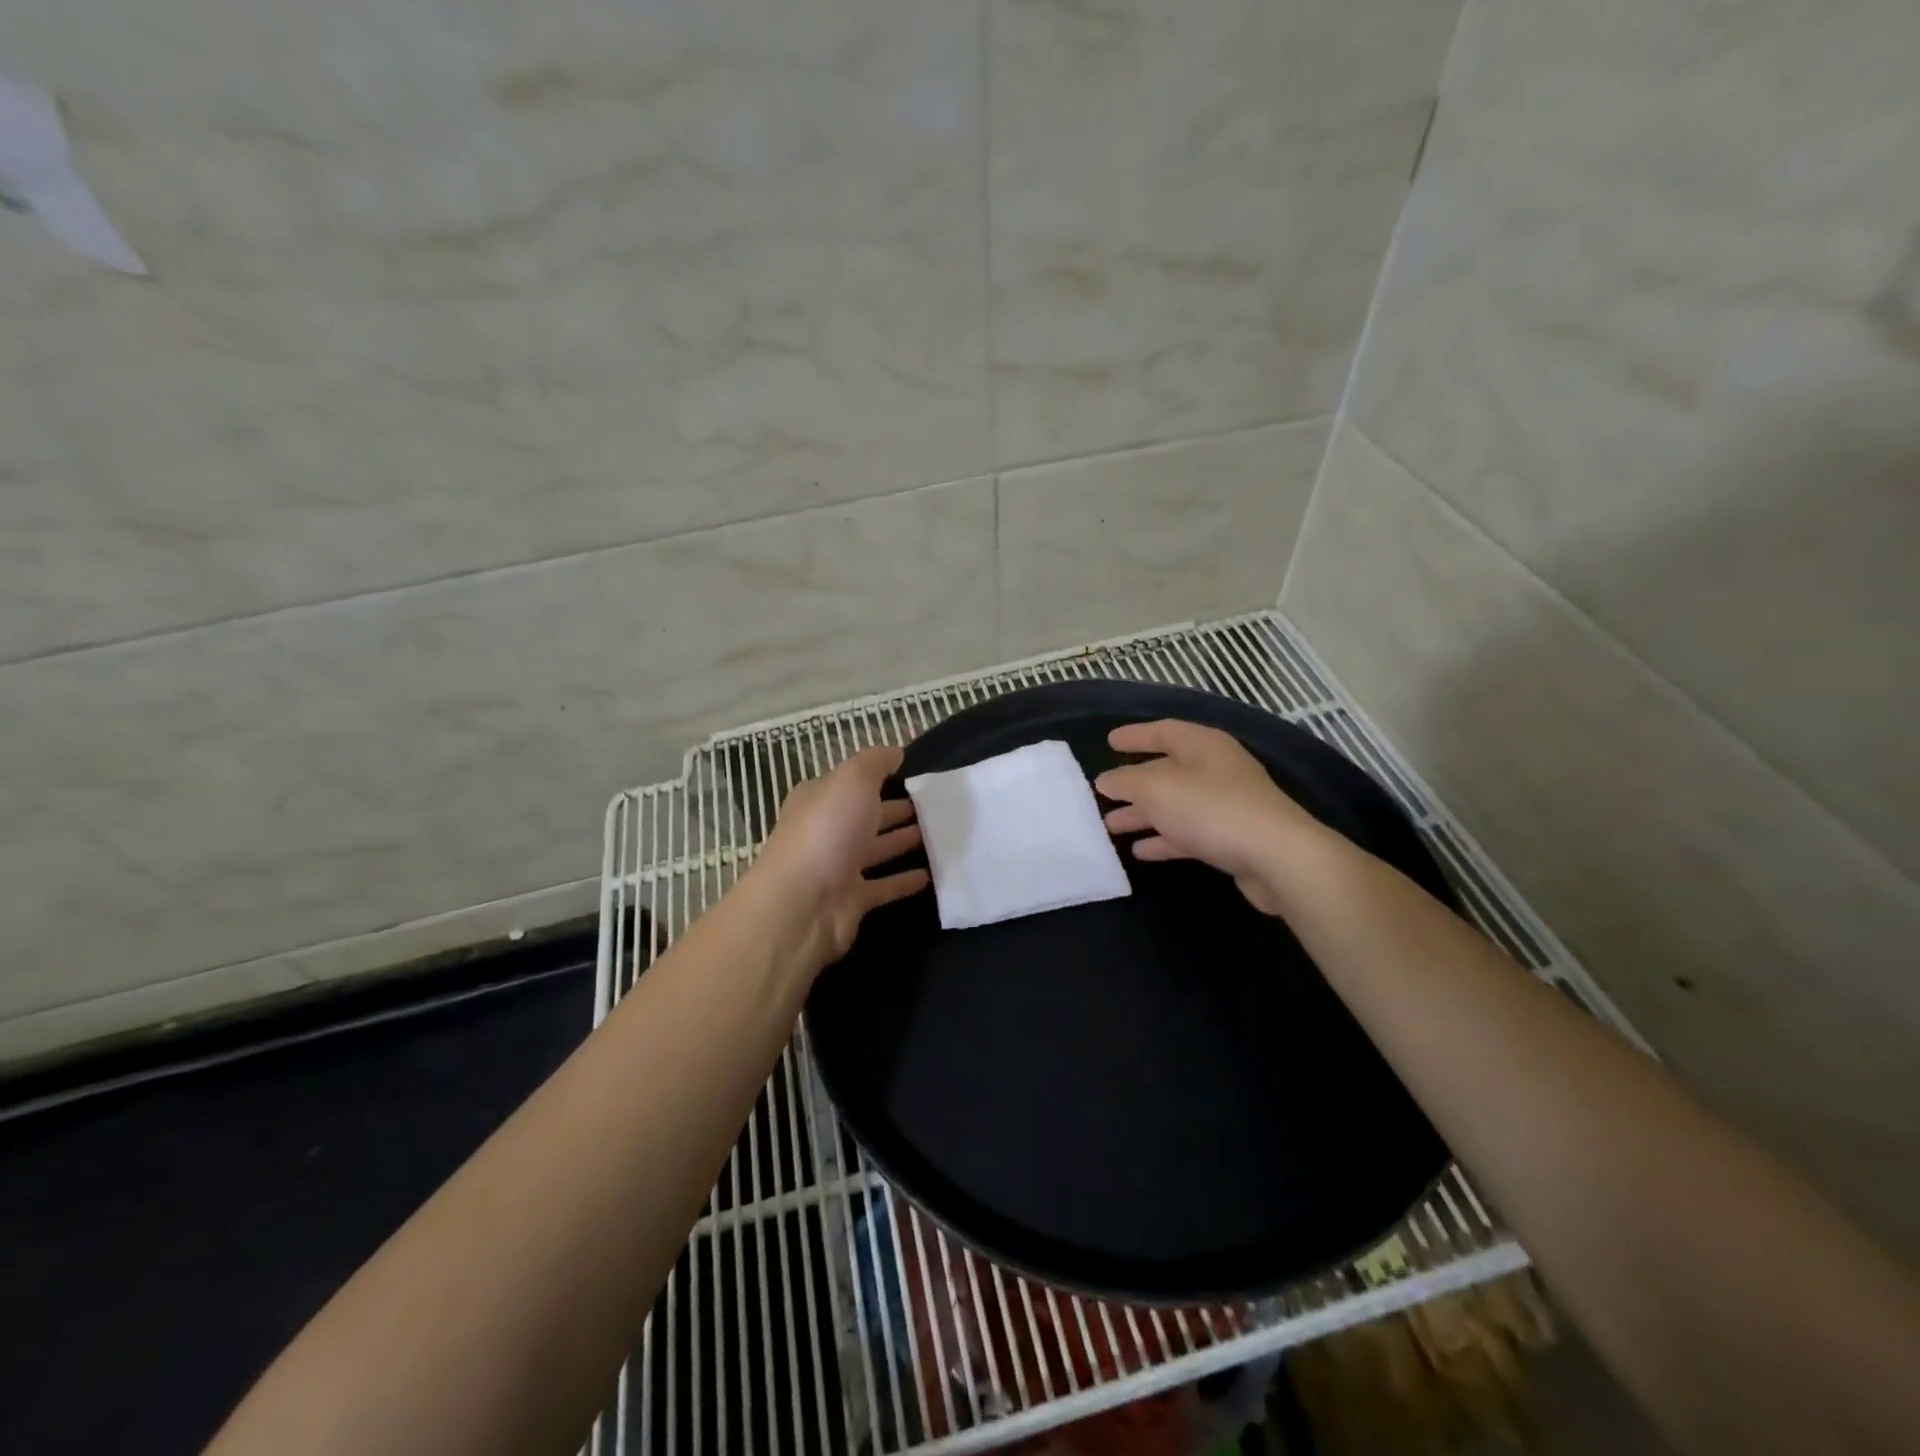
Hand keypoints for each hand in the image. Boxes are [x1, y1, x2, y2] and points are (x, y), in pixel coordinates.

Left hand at [755, 746, 929, 974]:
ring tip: (940, 835)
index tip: (917, 775)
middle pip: (866, 816)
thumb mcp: (852, 780)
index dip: (880, 777)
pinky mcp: (852, 900)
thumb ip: (875, 762)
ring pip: (877, 850)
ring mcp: (838, 867)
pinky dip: (904, 880)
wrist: (802, 904)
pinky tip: (930, 874)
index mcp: (820, 799)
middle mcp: (826, 831)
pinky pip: (884, 886)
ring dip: (903, 842)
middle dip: (897, 810)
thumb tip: (896, 751)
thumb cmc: (827, 831)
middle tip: (936, 806)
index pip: (853, 783)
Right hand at [1093, 719, 1330, 915]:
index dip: (1135, 736)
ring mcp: (1227, 804)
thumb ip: (1126, 782)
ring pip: (1175, 804)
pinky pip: (1189, 832)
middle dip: (1133, 783)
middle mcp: (1217, 769)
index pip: (1163, 731)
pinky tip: (1141, 851)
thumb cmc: (1212, 810)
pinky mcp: (1232, 837)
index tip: (1109, 741)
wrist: (1278, 858)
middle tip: (1102, 794)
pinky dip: (1164, 839)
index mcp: (1203, 745)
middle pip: (1167, 770)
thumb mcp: (1157, 789)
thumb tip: (1106, 780)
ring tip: (1111, 827)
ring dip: (1143, 814)